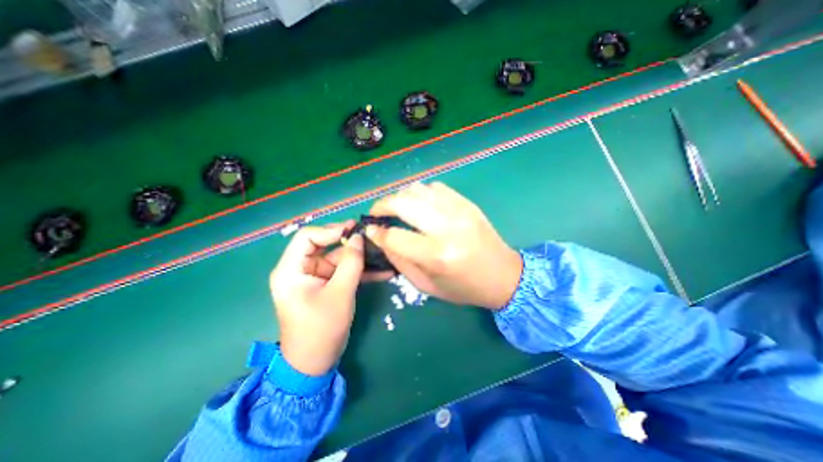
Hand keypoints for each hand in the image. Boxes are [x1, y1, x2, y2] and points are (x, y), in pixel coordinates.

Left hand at [269, 221, 370, 377]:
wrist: (315, 363)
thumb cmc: (322, 329)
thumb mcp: (340, 293)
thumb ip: (351, 263)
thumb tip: (359, 237)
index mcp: (291, 269)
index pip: (307, 237)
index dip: (331, 230)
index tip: (355, 230)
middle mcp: (300, 269)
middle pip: (325, 245)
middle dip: (350, 243)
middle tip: (372, 238)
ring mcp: (314, 277)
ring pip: (338, 258)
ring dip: (360, 258)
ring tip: (383, 252)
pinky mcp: (326, 284)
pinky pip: (343, 271)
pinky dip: (360, 271)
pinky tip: (382, 271)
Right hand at [366, 183, 519, 308]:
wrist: (503, 275)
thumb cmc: (464, 288)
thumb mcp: (426, 285)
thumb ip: (400, 261)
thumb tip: (380, 238)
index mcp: (437, 255)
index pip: (394, 236)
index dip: (376, 233)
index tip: (369, 231)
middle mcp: (447, 227)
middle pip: (402, 203)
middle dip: (381, 206)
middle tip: (376, 214)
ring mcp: (459, 210)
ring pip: (417, 189)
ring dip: (400, 197)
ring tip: (396, 209)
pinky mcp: (466, 202)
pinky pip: (435, 187)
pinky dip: (420, 193)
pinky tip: (420, 205)